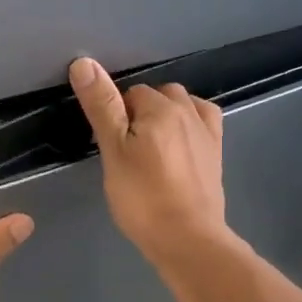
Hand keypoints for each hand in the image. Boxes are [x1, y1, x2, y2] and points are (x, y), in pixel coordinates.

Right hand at [69, 58, 232, 273]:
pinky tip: (180, 144)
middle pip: (158, 97)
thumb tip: (84, 62)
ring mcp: (207, 132)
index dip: (115, 116)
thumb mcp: (113, 151)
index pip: (129, 94)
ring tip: (151, 148)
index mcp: (161, 107)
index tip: (109, 145)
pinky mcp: (216, 154)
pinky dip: (190, 125)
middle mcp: (189, 111)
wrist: (188, 239)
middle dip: (140, 113)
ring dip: (166, 117)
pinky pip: (203, 123)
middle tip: (125, 150)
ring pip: (182, 107)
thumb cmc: (143, 197)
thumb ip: (101, 106)